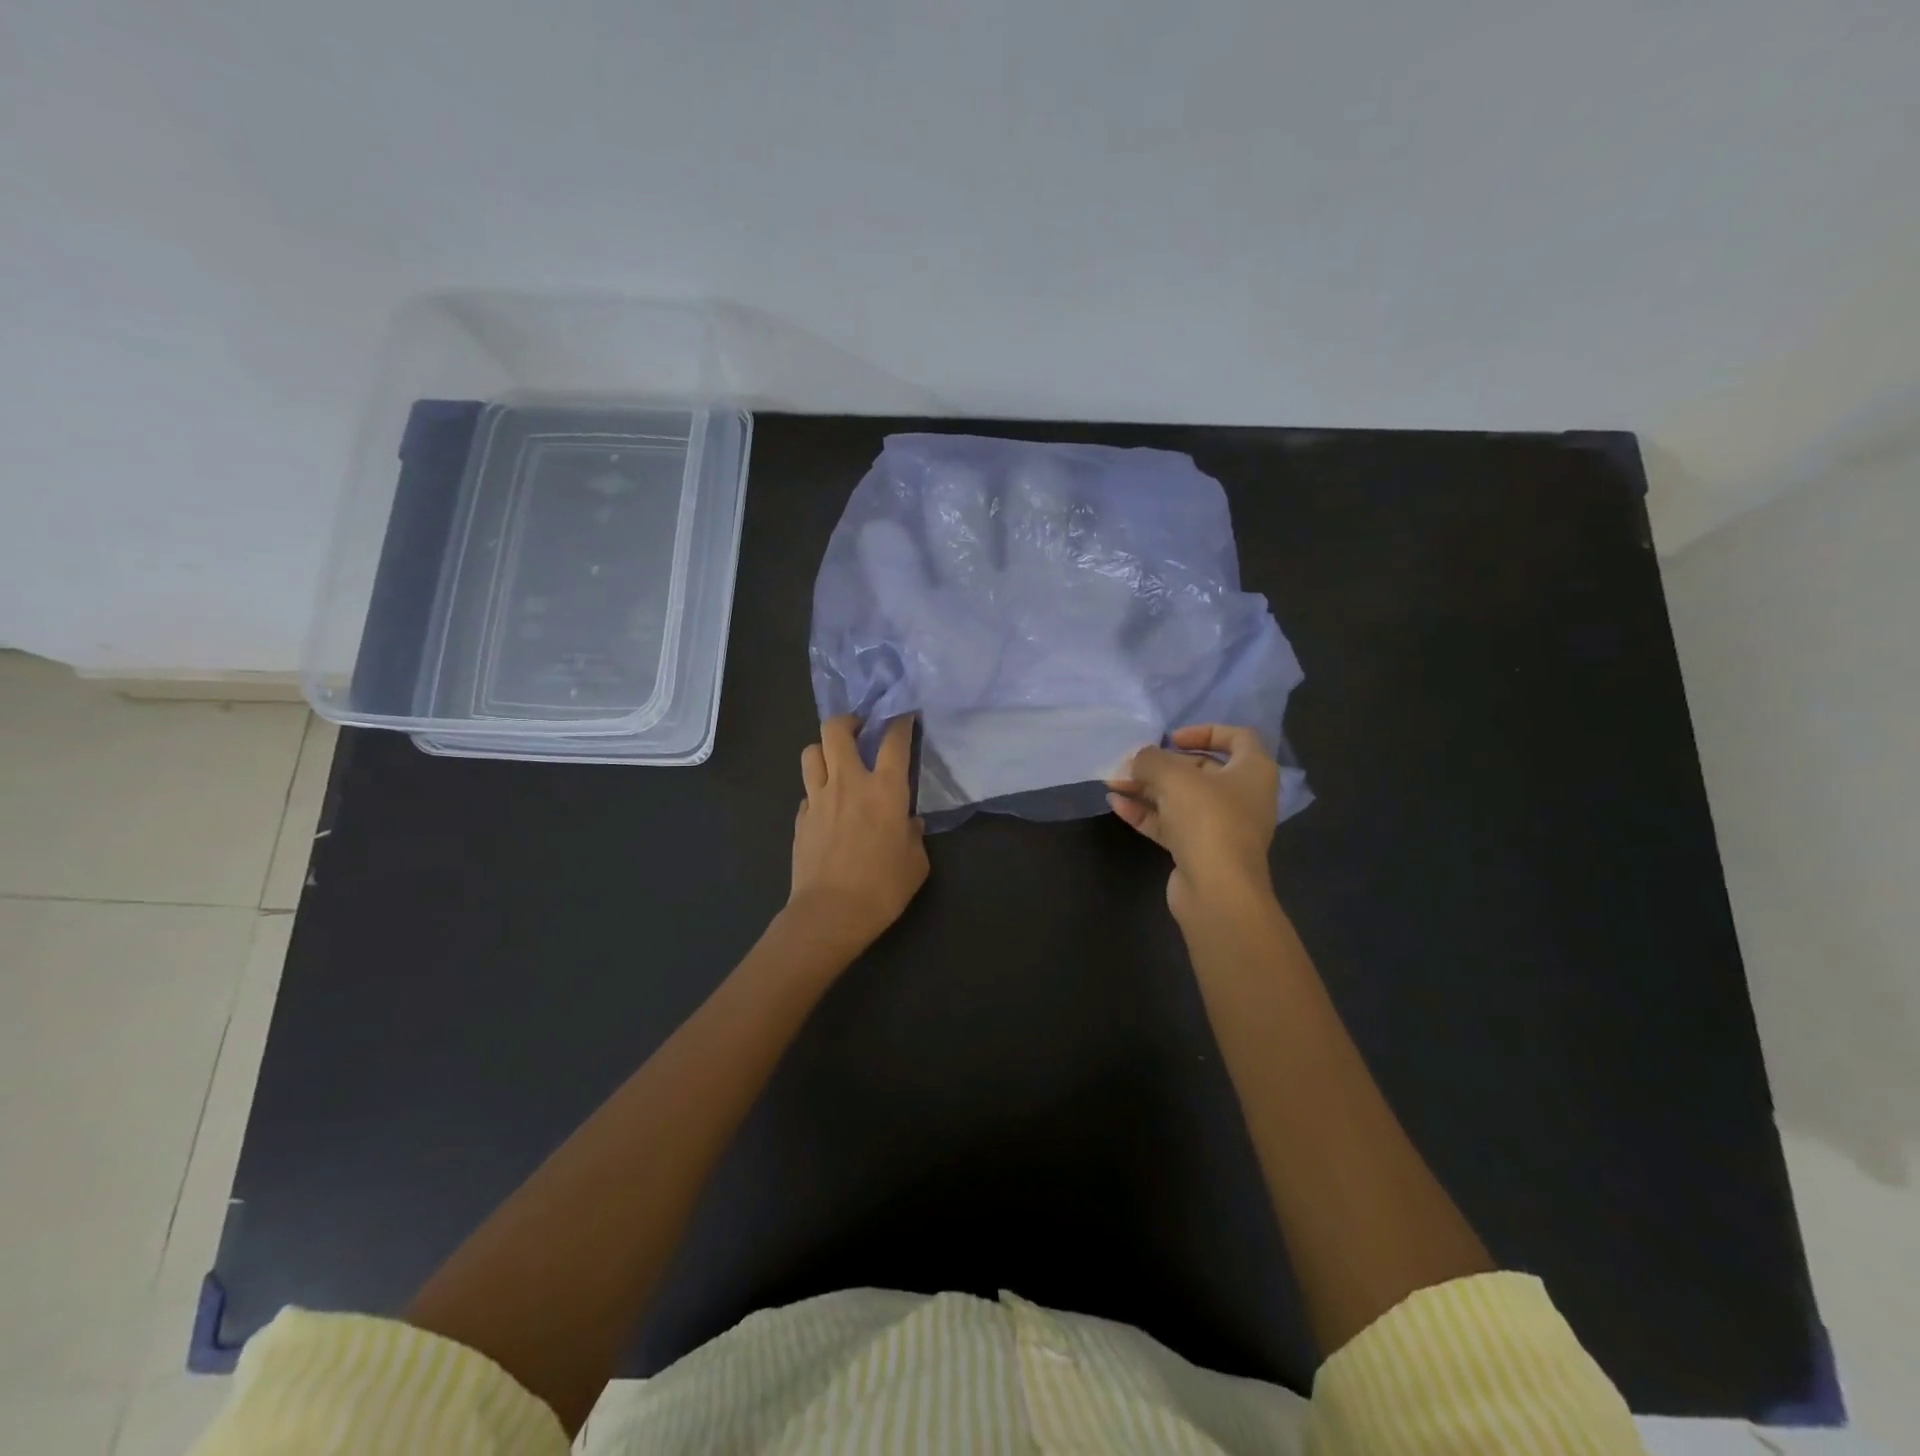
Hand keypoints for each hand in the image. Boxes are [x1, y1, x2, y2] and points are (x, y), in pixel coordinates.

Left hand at [788, 714, 928, 952]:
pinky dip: (817, 790)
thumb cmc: (882, 888)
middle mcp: (849, 783)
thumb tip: (908, 823)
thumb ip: (913, 835)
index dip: (900, 721)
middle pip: (836, 730)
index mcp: (885, 790)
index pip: (894, 740)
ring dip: (825, 751)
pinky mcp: (800, 818)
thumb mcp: (915, 863)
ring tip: (837, 763)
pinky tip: (828, 807)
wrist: (830, 914)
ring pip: (811, 752)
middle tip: (860, 730)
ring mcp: (818, 798)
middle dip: (848, 721)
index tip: (904, 716)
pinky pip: (807, 791)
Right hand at [1107, 724, 1278, 922]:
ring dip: (1146, 788)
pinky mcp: (1200, 850)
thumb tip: (1136, 760)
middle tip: (1130, 764)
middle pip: (1199, 770)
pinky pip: (1171, 823)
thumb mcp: (1174, 778)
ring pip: (1180, 798)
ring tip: (1113, 782)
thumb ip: (1150, 760)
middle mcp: (1242, 796)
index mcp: (1252, 771)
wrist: (1217, 890)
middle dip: (1160, 765)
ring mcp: (1221, 826)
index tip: (1172, 738)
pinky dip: (1146, 812)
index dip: (1204, 732)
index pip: (1237, 738)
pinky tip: (1116, 804)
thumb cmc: (1208, 819)